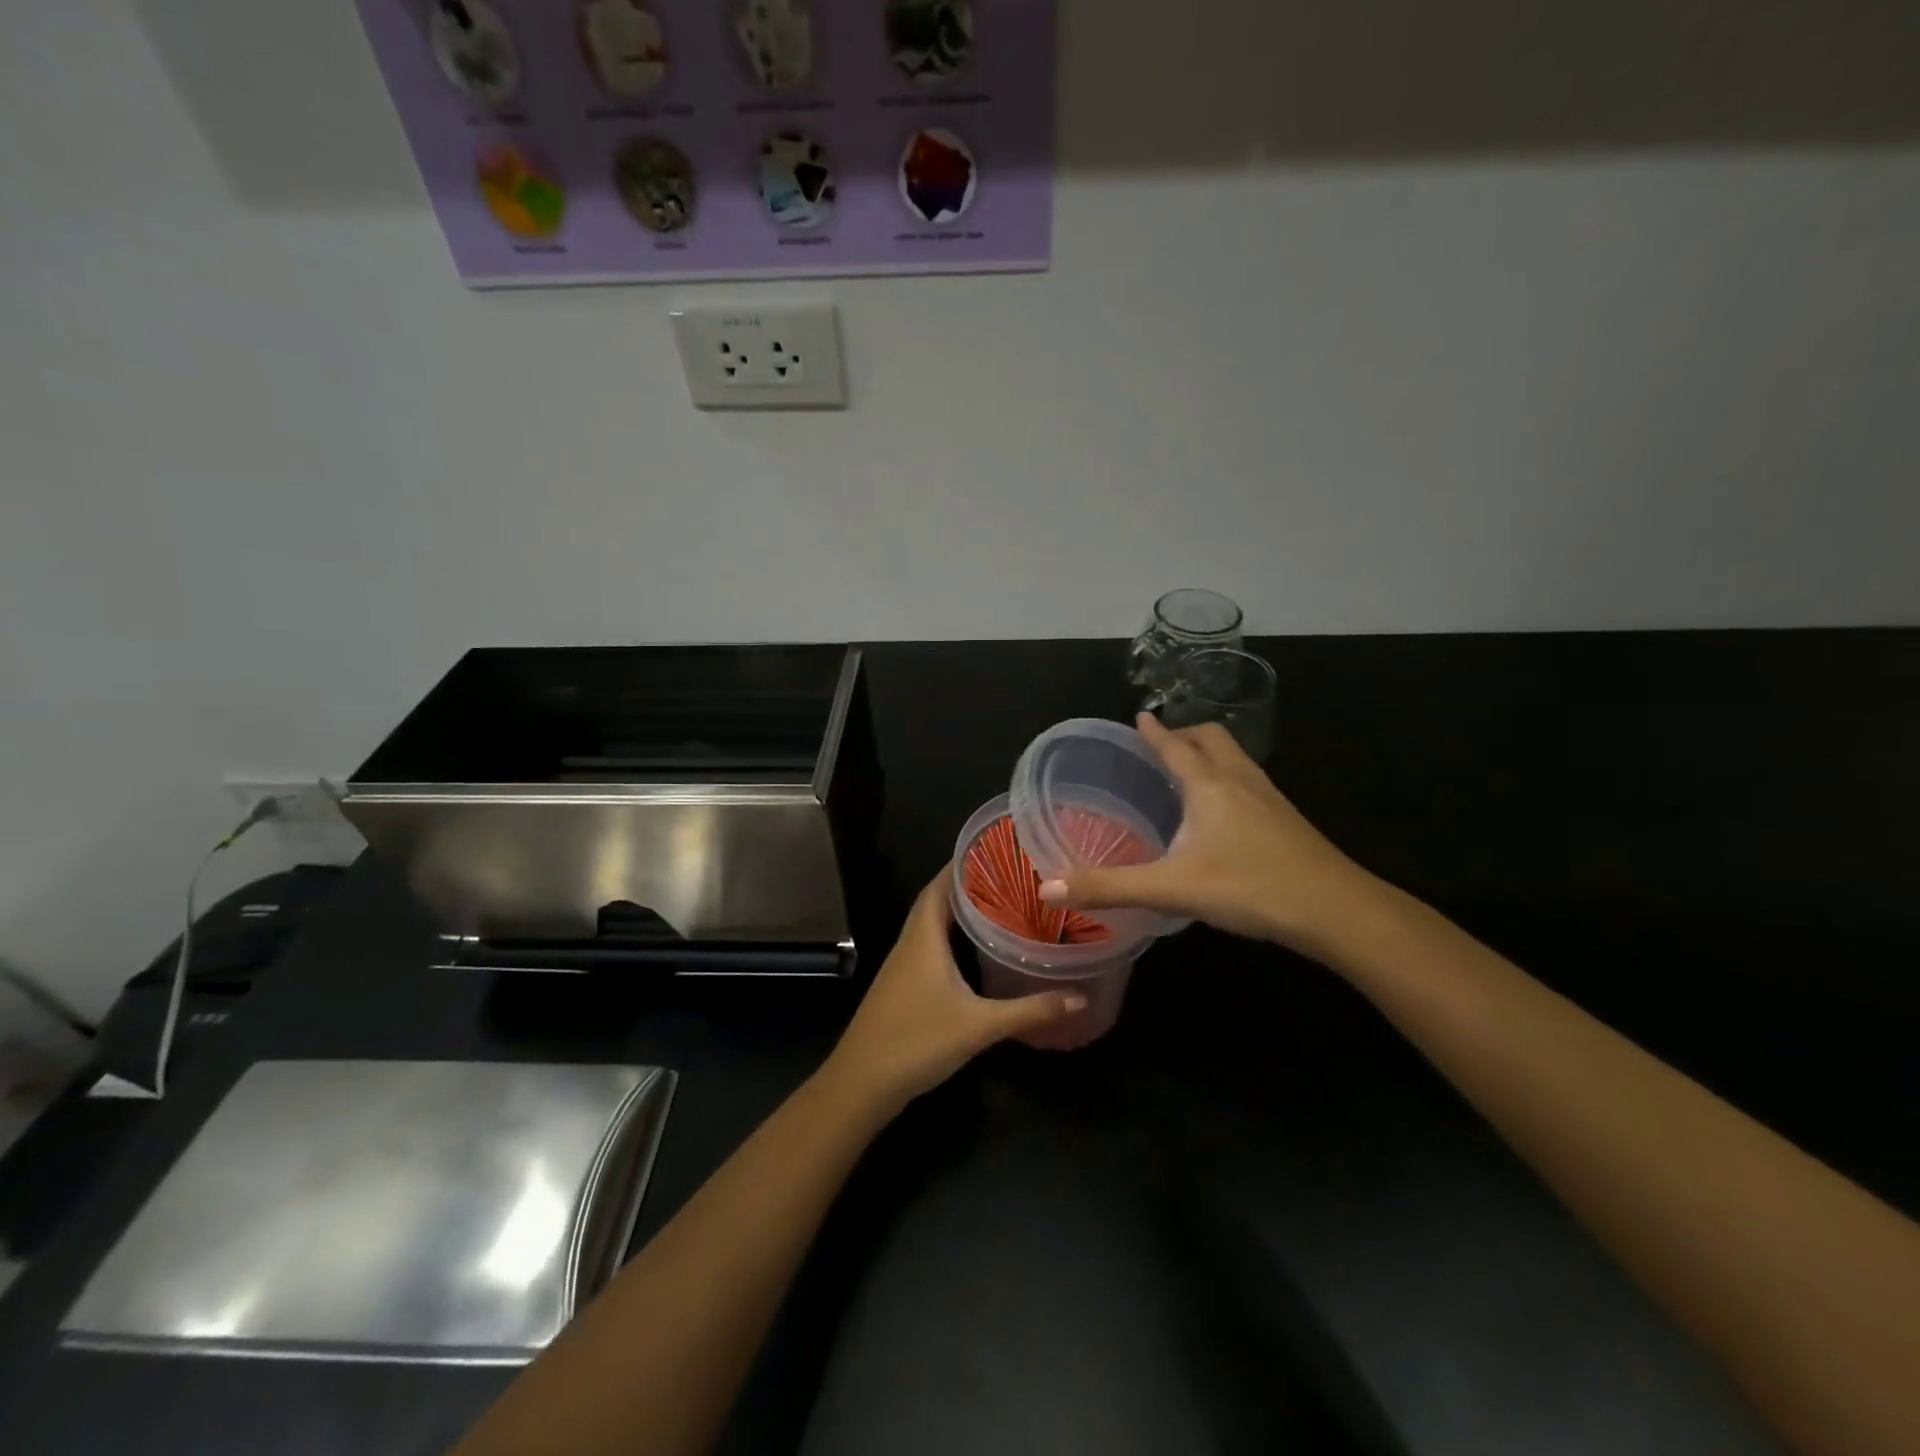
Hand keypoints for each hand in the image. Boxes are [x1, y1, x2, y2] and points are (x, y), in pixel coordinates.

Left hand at [824, 867, 1087, 1112]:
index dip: (963, 863)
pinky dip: (951, 936)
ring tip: (998, 902)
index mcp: (923, 936)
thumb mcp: (979, 1025)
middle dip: (967, 884)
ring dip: (959, 910)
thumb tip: (1081, 996)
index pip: (941, 884)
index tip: (995, 849)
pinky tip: (974, 949)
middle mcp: (911, 942)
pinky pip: (929, 945)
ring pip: (932, 924)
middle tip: (1007, 874)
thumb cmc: (917, 1041)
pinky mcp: (903, 985)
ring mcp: (903, 964)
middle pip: (937, 899)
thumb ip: (1030, 1010)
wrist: (862, 1083)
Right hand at [1040, 712, 1375, 953]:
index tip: (1140, 716)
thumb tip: (1047, 888)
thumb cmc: (1249, 887)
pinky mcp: (1288, 821)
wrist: (1336, 910)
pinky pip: (1251, 782)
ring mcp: (1270, 798)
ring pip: (1237, 758)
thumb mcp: (1171, 888)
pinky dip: (1230, 779)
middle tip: (1163, 744)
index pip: (1174, 746)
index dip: (1154, 732)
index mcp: (1209, 785)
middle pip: (1213, 738)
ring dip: (1211, 754)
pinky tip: (1226, 813)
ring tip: (1190, 771)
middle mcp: (1240, 781)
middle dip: (1186, 733)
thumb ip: (1109, 887)